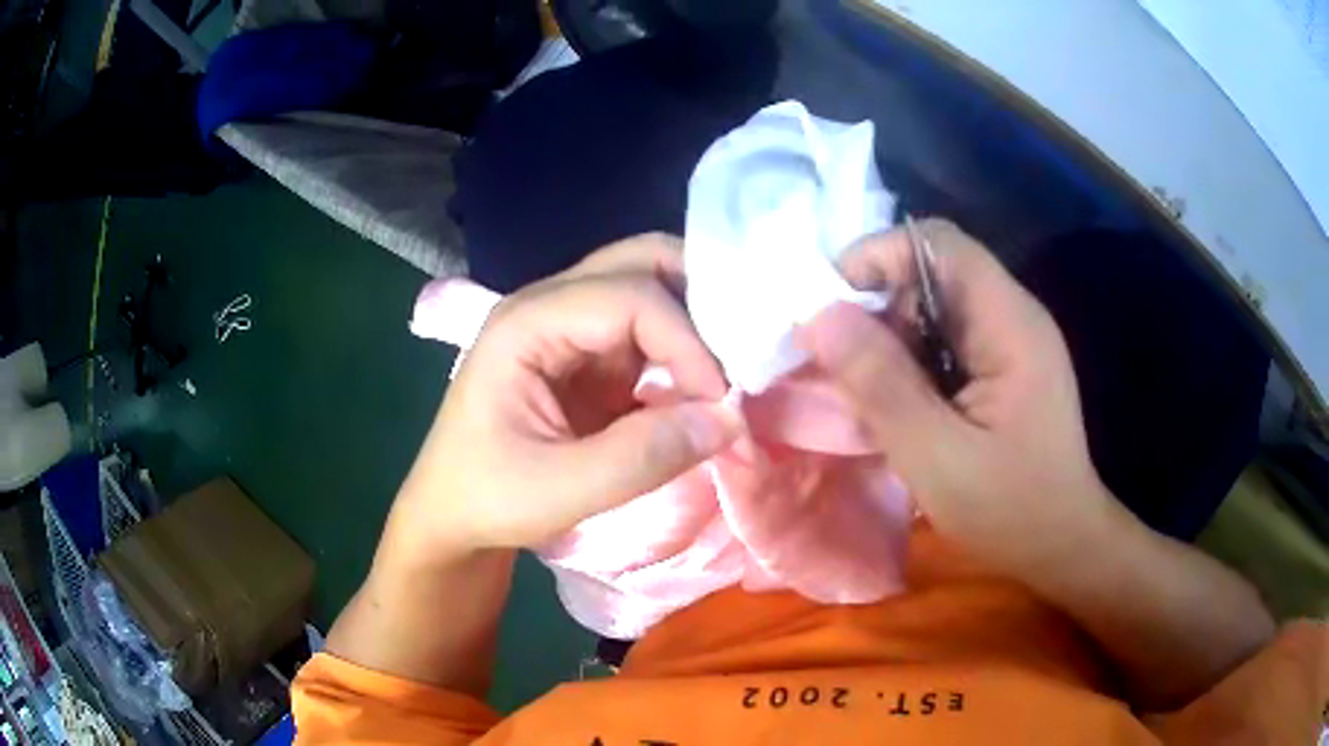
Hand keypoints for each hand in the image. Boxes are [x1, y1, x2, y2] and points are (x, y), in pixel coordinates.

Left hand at [389, 234, 740, 562]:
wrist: (451, 516)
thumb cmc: (487, 500)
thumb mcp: (561, 491)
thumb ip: (645, 455)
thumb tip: (729, 420)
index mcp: (526, 324)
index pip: (631, 297)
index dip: (688, 343)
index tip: (720, 405)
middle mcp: (548, 306)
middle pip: (641, 262)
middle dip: (702, 296)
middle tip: (745, 350)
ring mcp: (568, 326)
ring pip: (650, 287)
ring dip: (698, 320)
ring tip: (735, 365)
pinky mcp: (587, 355)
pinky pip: (648, 331)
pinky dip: (685, 350)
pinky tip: (707, 384)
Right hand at [798, 219, 1115, 572]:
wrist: (1062, 544)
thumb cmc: (1010, 510)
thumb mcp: (937, 457)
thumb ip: (881, 384)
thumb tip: (818, 315)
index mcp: (1008, 322)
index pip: (936, 243)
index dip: (877, 257)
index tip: (829, 310)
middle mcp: (1010, 315)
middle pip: (930, 272)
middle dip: (877, 308)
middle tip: (843, 368)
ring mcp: (1007, 340)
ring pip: (931, 307)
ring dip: (890, 340)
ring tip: (869, 396)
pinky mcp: (1000, 366)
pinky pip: (942, 340)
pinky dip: (908, 363)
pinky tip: (900, 408)